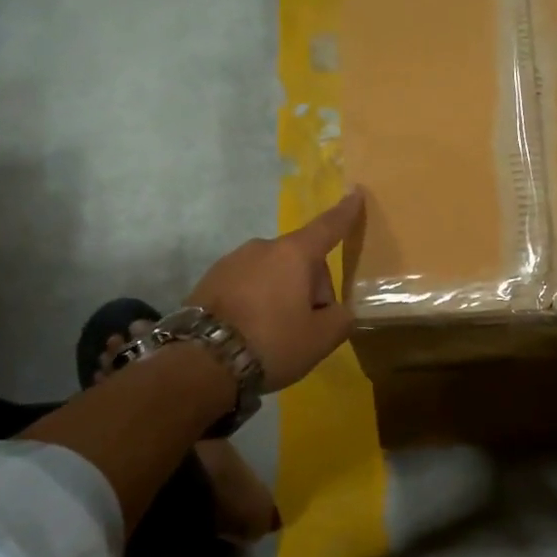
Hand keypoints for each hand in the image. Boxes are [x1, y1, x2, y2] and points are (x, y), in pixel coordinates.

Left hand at [187, 189, 364, 391]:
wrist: (201, 362)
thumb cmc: (272, 342)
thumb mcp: (321, 338)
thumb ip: (341, 318)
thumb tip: (337, 310)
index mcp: (294, 254)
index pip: (328, 227)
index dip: (346, 213)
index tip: (355, 194)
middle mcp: (262, 247)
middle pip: (301, 260)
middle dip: (311, 286)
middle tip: (308, 326)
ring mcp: (232, 261)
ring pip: (273, 272)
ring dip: (282, 293)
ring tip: (275, 332)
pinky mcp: (209, 279)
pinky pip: (247, 283)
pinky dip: (256, 300)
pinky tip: (251, 330)